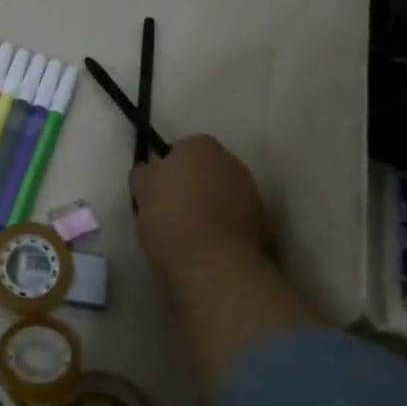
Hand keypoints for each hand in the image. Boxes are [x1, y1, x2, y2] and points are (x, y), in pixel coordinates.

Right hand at [132, 135, 271, 276]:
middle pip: (207, 170)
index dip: (169, 170)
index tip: (158, 191)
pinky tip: (210, 247)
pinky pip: (237, 220)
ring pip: (225, 195)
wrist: (210, 260)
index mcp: (201, 145)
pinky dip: (227, 229)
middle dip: (194, 185)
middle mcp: (232, 161)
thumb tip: (150, 172)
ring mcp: (253, 192)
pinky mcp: (265, 224)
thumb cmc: (169, 215)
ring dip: (213, 206)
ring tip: (192, 233)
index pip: (181, 150)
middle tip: (174, 210)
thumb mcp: (141, 188)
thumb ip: (146, 173)